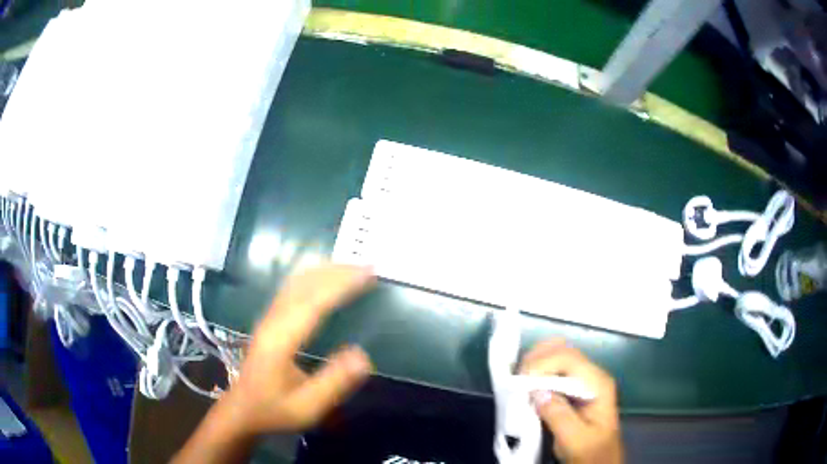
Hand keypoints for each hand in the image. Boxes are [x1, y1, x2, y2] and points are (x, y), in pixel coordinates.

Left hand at [220, 264, 375, 435]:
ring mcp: (268, 319)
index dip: (341, 285)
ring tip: (352, 267)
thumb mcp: (306, 407)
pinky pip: (291, 289)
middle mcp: (272, 322)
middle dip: (336, 272)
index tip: (368, 274)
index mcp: (280, 340)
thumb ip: (333, 383)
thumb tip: (364, 355)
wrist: (241, 410)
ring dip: (324, 271)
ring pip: (295, 283)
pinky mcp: (269, 321)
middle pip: (303, 285)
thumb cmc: (273, 410)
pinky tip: (323, 278)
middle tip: (368, 266)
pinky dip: (312, 277)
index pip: (313, 303)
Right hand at [519, 339, 622, 463]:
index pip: (569, 358)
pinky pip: (553, 370)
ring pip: (557, 356)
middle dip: (537, 359)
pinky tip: (526, 384)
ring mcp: (583, 380)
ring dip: (535, 364)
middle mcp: (592, 375)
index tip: (522, 382)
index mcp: (598, 384)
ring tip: (518, 382)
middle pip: (563, 350)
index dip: (543, 364)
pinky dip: (537, 372)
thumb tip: (537, 392)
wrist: (600, 461)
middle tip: (516, 379)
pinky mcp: (573, 388)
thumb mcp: (575, 439)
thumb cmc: (591, 452)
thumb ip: (558, 416)